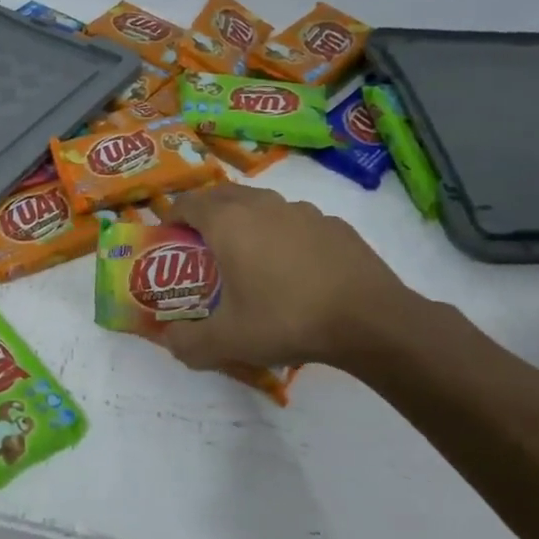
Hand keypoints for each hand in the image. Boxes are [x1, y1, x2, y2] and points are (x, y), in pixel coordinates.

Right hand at [157, 184, 420, 375]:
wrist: (370, 320)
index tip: (169, 238)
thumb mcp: (228, 341)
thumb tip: (168, 341)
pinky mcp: (333, 224)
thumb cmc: (287, 319)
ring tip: (247, 255)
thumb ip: (188, 342)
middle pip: (222, 195)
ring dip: (245, 219)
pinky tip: (293, 268)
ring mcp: (301, 211)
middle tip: (201, 244)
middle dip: (205, 212)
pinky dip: (283, 234)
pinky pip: (295, 221)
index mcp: (228, 222)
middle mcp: (262, 205)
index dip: (172, 217)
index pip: (188, 204)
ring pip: (261, 204)